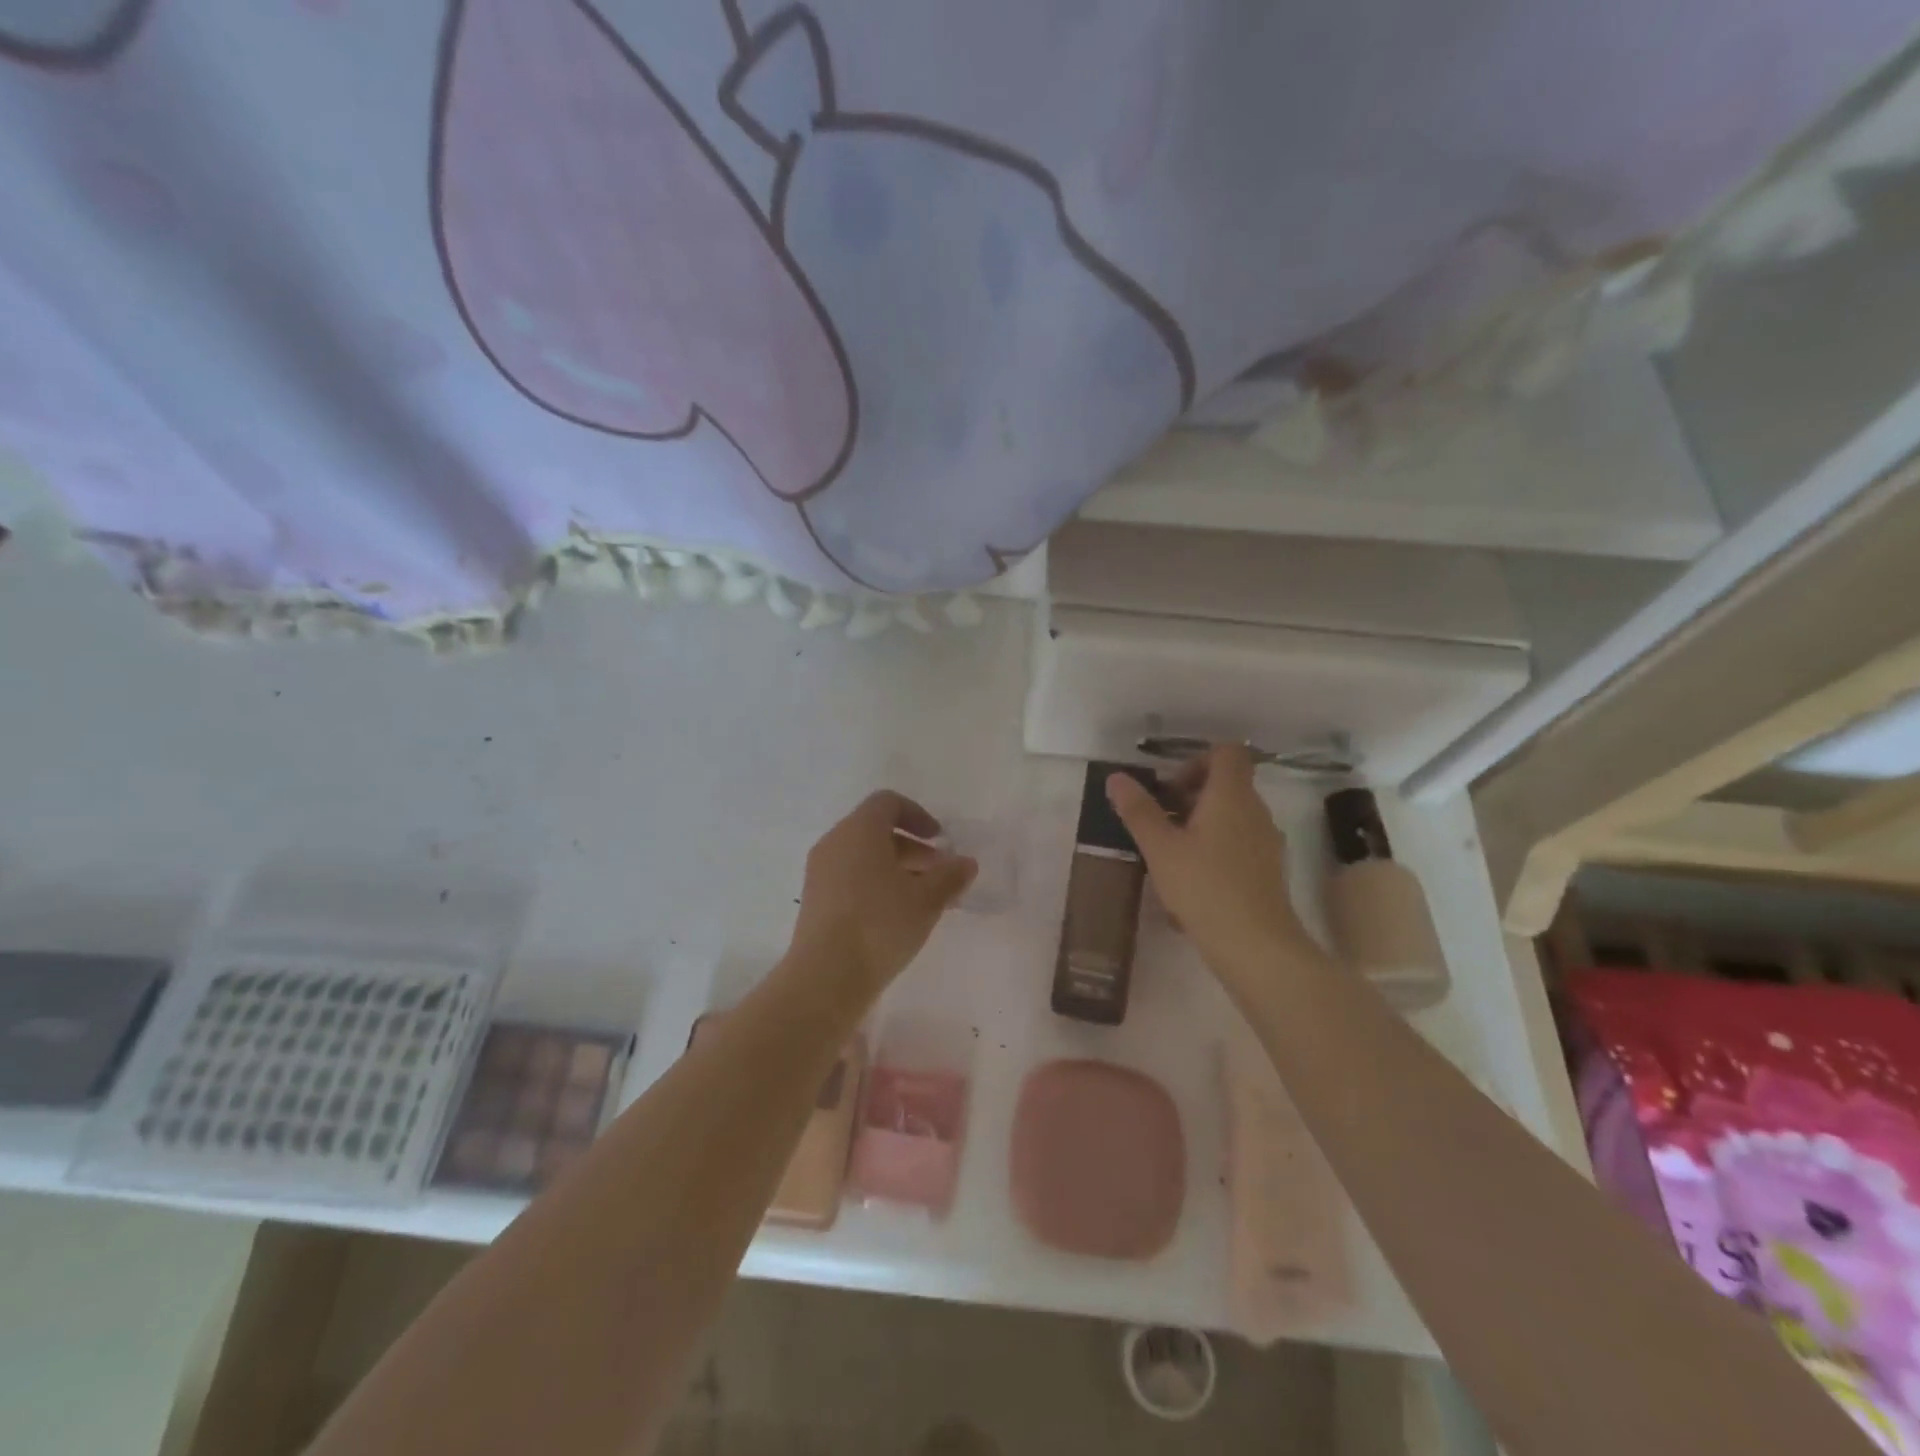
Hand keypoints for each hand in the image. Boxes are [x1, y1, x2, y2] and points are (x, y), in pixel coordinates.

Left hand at [788, 790, 977, 999]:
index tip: (940, 839)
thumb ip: (950, 876)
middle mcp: (835, 843)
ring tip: (923, 898)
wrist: (826, 977)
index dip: (918, 815)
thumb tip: (966, 862)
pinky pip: (850, 878)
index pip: (888, 802)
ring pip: (863, 857)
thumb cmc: (880, 924)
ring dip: (896, 869)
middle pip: (875, 830)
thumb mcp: (926, 899)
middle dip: (912, 847)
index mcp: (859, 830)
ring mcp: (820, 873)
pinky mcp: (815, 901)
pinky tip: (897, 917)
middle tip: (938, 872)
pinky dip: (876, 886)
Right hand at [1106, 745, 1310, 987]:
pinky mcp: (1268, 869)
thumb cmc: (1204, 887)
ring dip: (1201, 822)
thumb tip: (1117, 777)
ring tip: (1171, 853)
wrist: (1256, 946)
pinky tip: (1193, 879)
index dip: (1197, 760)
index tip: (1170, 788)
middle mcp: (1255, 810)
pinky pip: (1240, 841)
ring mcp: (1266, 841)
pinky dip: (1216, 847)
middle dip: (1190, 795)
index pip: (1226, 752)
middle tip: (1161, 822)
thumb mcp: (1160, 848)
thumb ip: (1138, 810)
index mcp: (1232, 795)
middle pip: (1227, 783)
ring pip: (1232, 814)